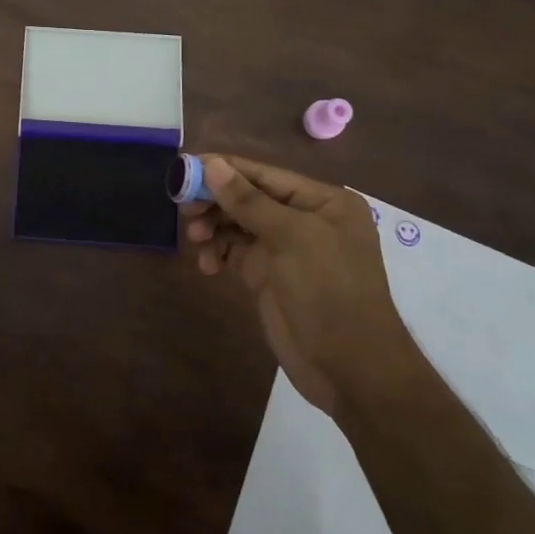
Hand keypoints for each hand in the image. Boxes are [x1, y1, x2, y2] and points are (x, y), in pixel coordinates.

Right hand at [183, 155, 421, 422]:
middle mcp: (304, 219)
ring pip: (237, 224)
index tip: (184, 169)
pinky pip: (235, 251)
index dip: (224, 169)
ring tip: (195, 239)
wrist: (350, 369)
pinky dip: (218, 253)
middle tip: (184, 210)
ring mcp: (285, 249)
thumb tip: (212, 164)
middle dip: (215, 201)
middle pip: (248, 197)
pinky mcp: (268, 275)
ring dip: (213, 227)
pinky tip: (207, 265)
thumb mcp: (293, 239)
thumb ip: (249, 201)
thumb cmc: (330, 292)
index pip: (264, 174)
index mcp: (323, 201)